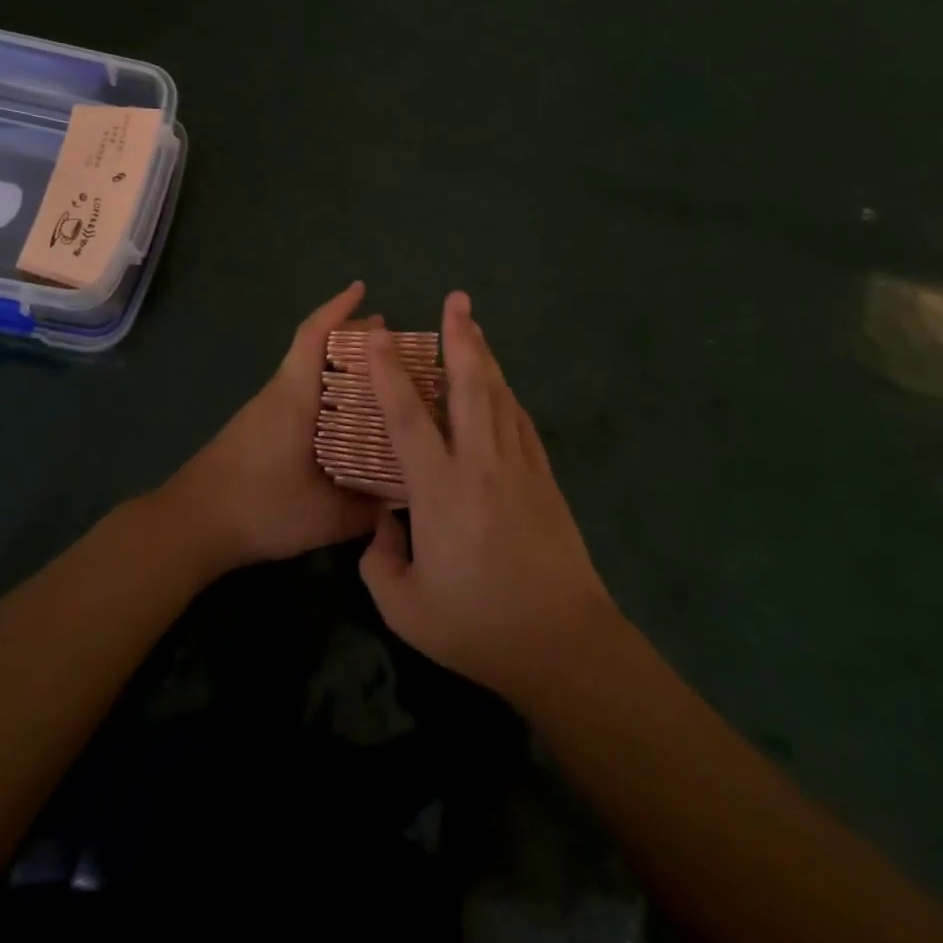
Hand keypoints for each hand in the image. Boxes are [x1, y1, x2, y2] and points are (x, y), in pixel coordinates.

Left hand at [160, 282, 378, 571]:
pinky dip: (325, 391)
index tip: (361, 289)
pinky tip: (344, 418)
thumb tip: (403, 498)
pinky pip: (298, 395)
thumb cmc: (258, 506)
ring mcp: (264, 412)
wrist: (189, 525)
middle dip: (349, 337)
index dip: (337, 309)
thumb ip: (366, 510)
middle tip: (388, 340)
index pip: (313, 336)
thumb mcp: (323, 517)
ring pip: (305, 373)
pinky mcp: (257, 431)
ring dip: (338, 366)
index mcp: (294, 397)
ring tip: (375, 378)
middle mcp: (278, 395)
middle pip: (313, 349)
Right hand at [358, 291, 617, 704]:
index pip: (408, 418)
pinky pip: (522, 422)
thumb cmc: (479, 627)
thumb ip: (379, 562)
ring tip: (474, 327)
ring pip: (500, 396)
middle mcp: (481, 464)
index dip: (390, 373)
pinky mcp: (545, 479)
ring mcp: (519, 467)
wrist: (563, 642)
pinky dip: (508, 394)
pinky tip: (502, 385)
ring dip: (486, 357)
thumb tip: (381, 524)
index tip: (380, 337)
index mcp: (441, 490)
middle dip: (460, 338)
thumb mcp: (406, 609)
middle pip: (470, 386)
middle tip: (456, 300)